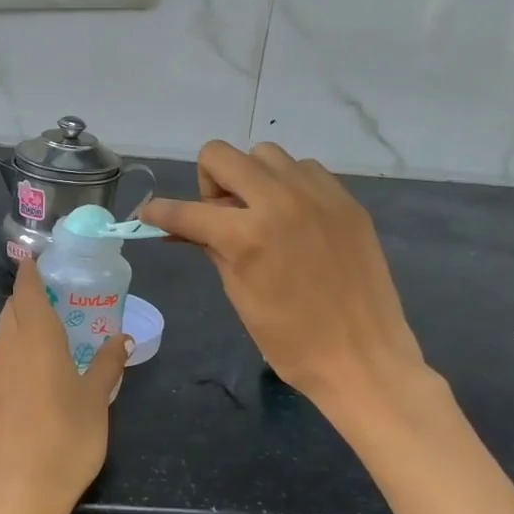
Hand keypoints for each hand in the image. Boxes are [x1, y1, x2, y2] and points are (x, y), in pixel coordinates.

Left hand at [0, 259, 129, 513]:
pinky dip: (11, 354)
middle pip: (10, 310)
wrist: (19, 494)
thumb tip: (123, 338)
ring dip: (17, 326)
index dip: (30, 272)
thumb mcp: (97, 400)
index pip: (26, 290)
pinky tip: (29, 374)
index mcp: (37, 339)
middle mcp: (8, 348)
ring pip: (1, 335)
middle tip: (53, 301)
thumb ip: (108, 363)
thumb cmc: (67, 440)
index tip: (37, 261)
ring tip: (44, 336)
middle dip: (26, 298)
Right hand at [142, 141, 437, 423]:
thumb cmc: (290, 340)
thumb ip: (210, 248)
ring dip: (251, 178)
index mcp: (247, 236)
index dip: (159, 212)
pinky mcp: (346, 200)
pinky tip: (295, 219)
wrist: (363, 358)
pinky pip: (304, 170)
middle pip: (220, 155)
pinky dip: (288, 185)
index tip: (149, 214)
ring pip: (265, 155)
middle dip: (208, 182)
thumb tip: (182, 228)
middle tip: (221, 216)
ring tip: (261, 215)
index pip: (186, 211)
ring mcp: (318, 195)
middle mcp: (280, 201)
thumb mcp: (239, 294)